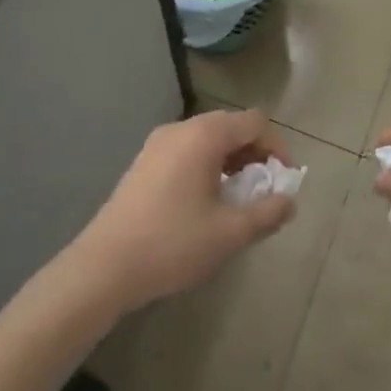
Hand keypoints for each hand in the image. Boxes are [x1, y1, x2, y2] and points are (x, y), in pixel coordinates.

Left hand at [72, 109, 295, 310]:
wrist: (102, 268)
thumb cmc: (172, 244)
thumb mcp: (229, 233)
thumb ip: (267, 213)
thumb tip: (289, 202)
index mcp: (204, 135)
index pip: (255, 122)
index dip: (276, 148)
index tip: (281, 182)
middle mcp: (181, 129)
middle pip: (231, 126)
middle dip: (254, 154)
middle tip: (261, 191)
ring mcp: (157, 144)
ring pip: (208, 140)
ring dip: (230, 162)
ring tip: (235, 200)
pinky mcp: (142, 163)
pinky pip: (186, 151)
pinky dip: (205, 166)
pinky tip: (203, 203)